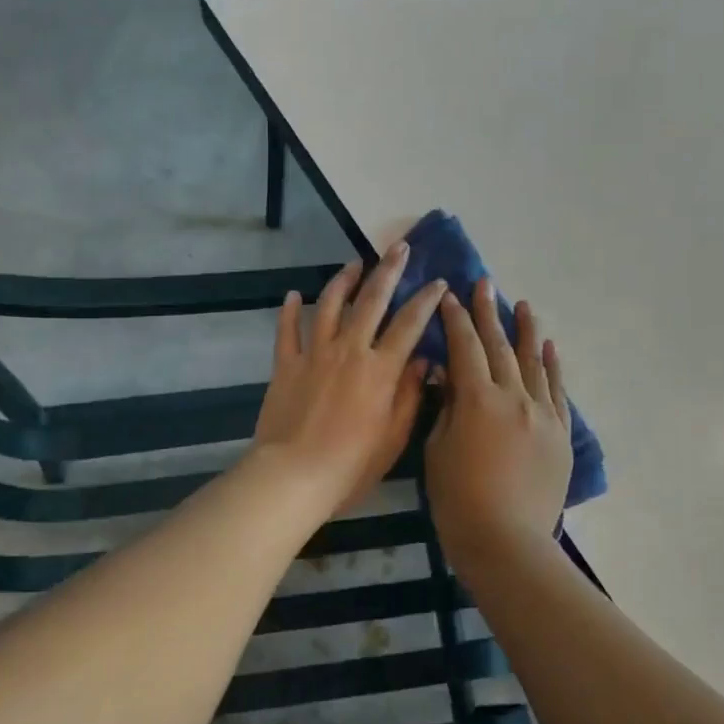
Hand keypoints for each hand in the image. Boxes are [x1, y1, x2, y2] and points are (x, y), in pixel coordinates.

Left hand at [251, 242, 447, 515]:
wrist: (294, 475)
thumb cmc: (351, 465)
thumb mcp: (394, 436)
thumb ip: (409, 395)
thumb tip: (423, 361)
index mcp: (380, 369)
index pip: (409, 324)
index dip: (426, 300)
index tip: (437, 282)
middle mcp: (349, 350)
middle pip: (371, 300)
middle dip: (388, 271)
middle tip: (399, 248)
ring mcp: (314, 354)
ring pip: (329, 304)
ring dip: (343, 280)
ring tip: (354, 265)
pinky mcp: (285, 364)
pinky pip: (287, 330)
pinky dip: (290, 310)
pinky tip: (293, 295)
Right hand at [425, 278, 570, 555]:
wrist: (507, 542)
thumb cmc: (458, 501)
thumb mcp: (437, 451)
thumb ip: (444, 409)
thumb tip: (447, 378)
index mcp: (477, 399)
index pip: (464, 347)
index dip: (455, 320)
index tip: (449, 296)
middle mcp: (514, 397)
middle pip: (499, 346)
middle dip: (488, 313)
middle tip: (484, 283)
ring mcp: (542, 414)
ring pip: (534, 362)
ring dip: (525, 331)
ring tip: (522, 305)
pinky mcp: (560, 434)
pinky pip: (557, 391)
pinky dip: (553, 366)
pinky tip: (549, 347)